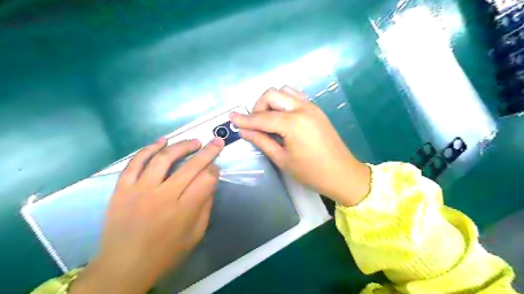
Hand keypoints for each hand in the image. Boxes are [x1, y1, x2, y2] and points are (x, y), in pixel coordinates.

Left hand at [70, 137, 224, 293]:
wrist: (122, 267)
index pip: (206, 180)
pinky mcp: (122, 189)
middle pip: (191, 166)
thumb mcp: (195, 235)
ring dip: (182, 145)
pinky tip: (162, 141)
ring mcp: (140, 190)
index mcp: (183, 211)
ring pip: (164, 158)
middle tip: (216, 141)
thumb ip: (205, 207)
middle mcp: (163, 196)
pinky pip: (136, 162)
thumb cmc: (165, 254)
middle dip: (208, 151)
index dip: (214, 170)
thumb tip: (210, 182)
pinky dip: (149, 148)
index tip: (216, 168)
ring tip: (194, 142)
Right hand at [231, 88, 369, 206]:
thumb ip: (262, 141)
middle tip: (255, 124)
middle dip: (258, 106)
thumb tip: (243, 130)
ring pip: (285, 91)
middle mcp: (302, 108)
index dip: (245, 119)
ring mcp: (311, 106)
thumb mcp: (282, 159)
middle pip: (272, 94)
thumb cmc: (311, 172)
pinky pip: (295, 97)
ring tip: (268, 120)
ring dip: (272, 101)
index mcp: (293, 123)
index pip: (262, 117)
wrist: (342, 174)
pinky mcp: (316, 109)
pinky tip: (281, 117)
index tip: (231, 119)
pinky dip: (284, 102)